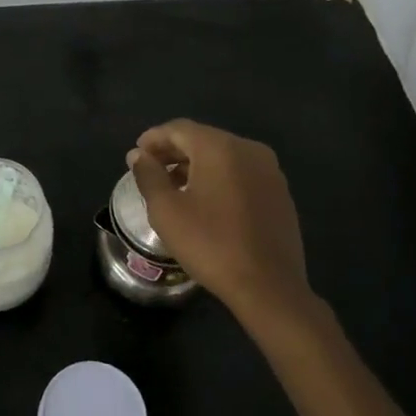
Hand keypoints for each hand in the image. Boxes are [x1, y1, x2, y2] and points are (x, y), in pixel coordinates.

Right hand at [126, 120, 310, 329]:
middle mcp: (249, 149)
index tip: (136, 154)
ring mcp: (269, 170)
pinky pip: (241, 173)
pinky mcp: (280, 192)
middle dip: (174, 151)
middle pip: (203, 139)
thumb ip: (148, 175)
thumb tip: (138, 155)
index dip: (154, 138)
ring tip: (174, 186)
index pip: (179, 129)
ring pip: (223, 156)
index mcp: (220, 147)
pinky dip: (219, 177)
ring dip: (196, 165)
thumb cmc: (211, 244)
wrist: (269, 287)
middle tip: (150, 168)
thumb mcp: (166, 210)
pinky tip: (206, 201)